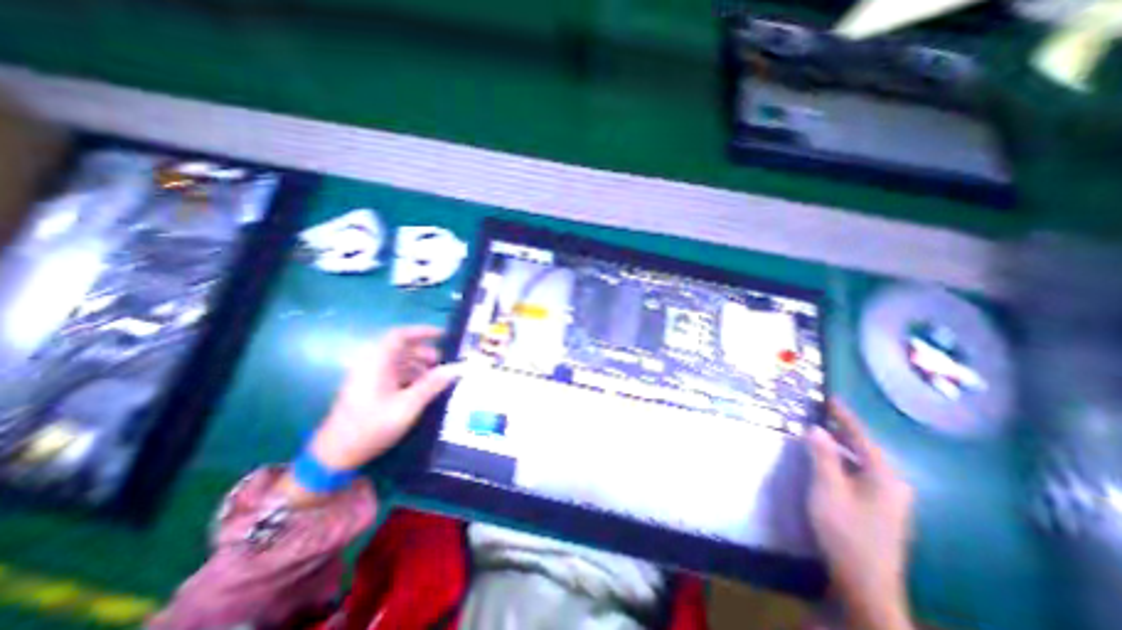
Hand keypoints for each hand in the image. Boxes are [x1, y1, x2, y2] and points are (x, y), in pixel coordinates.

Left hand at [306, 328, 456, 469]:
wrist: (335, 456)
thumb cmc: (371, 427)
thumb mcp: (407, 406)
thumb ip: (432, 384)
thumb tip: (457, 368)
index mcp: (377, 362)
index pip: (400, 335)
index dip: (422, 331)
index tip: (443, 335)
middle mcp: (372, 365)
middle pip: (402, 348)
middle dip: (425, 352)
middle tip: (445, 362)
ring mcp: (370, 378)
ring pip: (399, 362)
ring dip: (420, 365)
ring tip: (438, 377)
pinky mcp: (370, 389)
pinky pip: (395, 374)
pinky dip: (412, 376)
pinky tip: (424, 389)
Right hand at [812, 401, 914, 629]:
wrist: (865, 582)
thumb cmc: (844, 531)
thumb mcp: (827, 489)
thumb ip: (822, 456)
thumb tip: (816, 428)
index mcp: (885, 477)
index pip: (862, 437)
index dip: (844, 417)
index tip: (830, 398)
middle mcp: (894, 485)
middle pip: (866, 448)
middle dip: (844, 430)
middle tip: (821, 413)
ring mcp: (891, 499)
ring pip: (864, 462)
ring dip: (842, 446)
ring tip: (821, 433)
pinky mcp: (882, 509)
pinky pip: (862, 474)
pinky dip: (845, 462)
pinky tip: (830, 462)